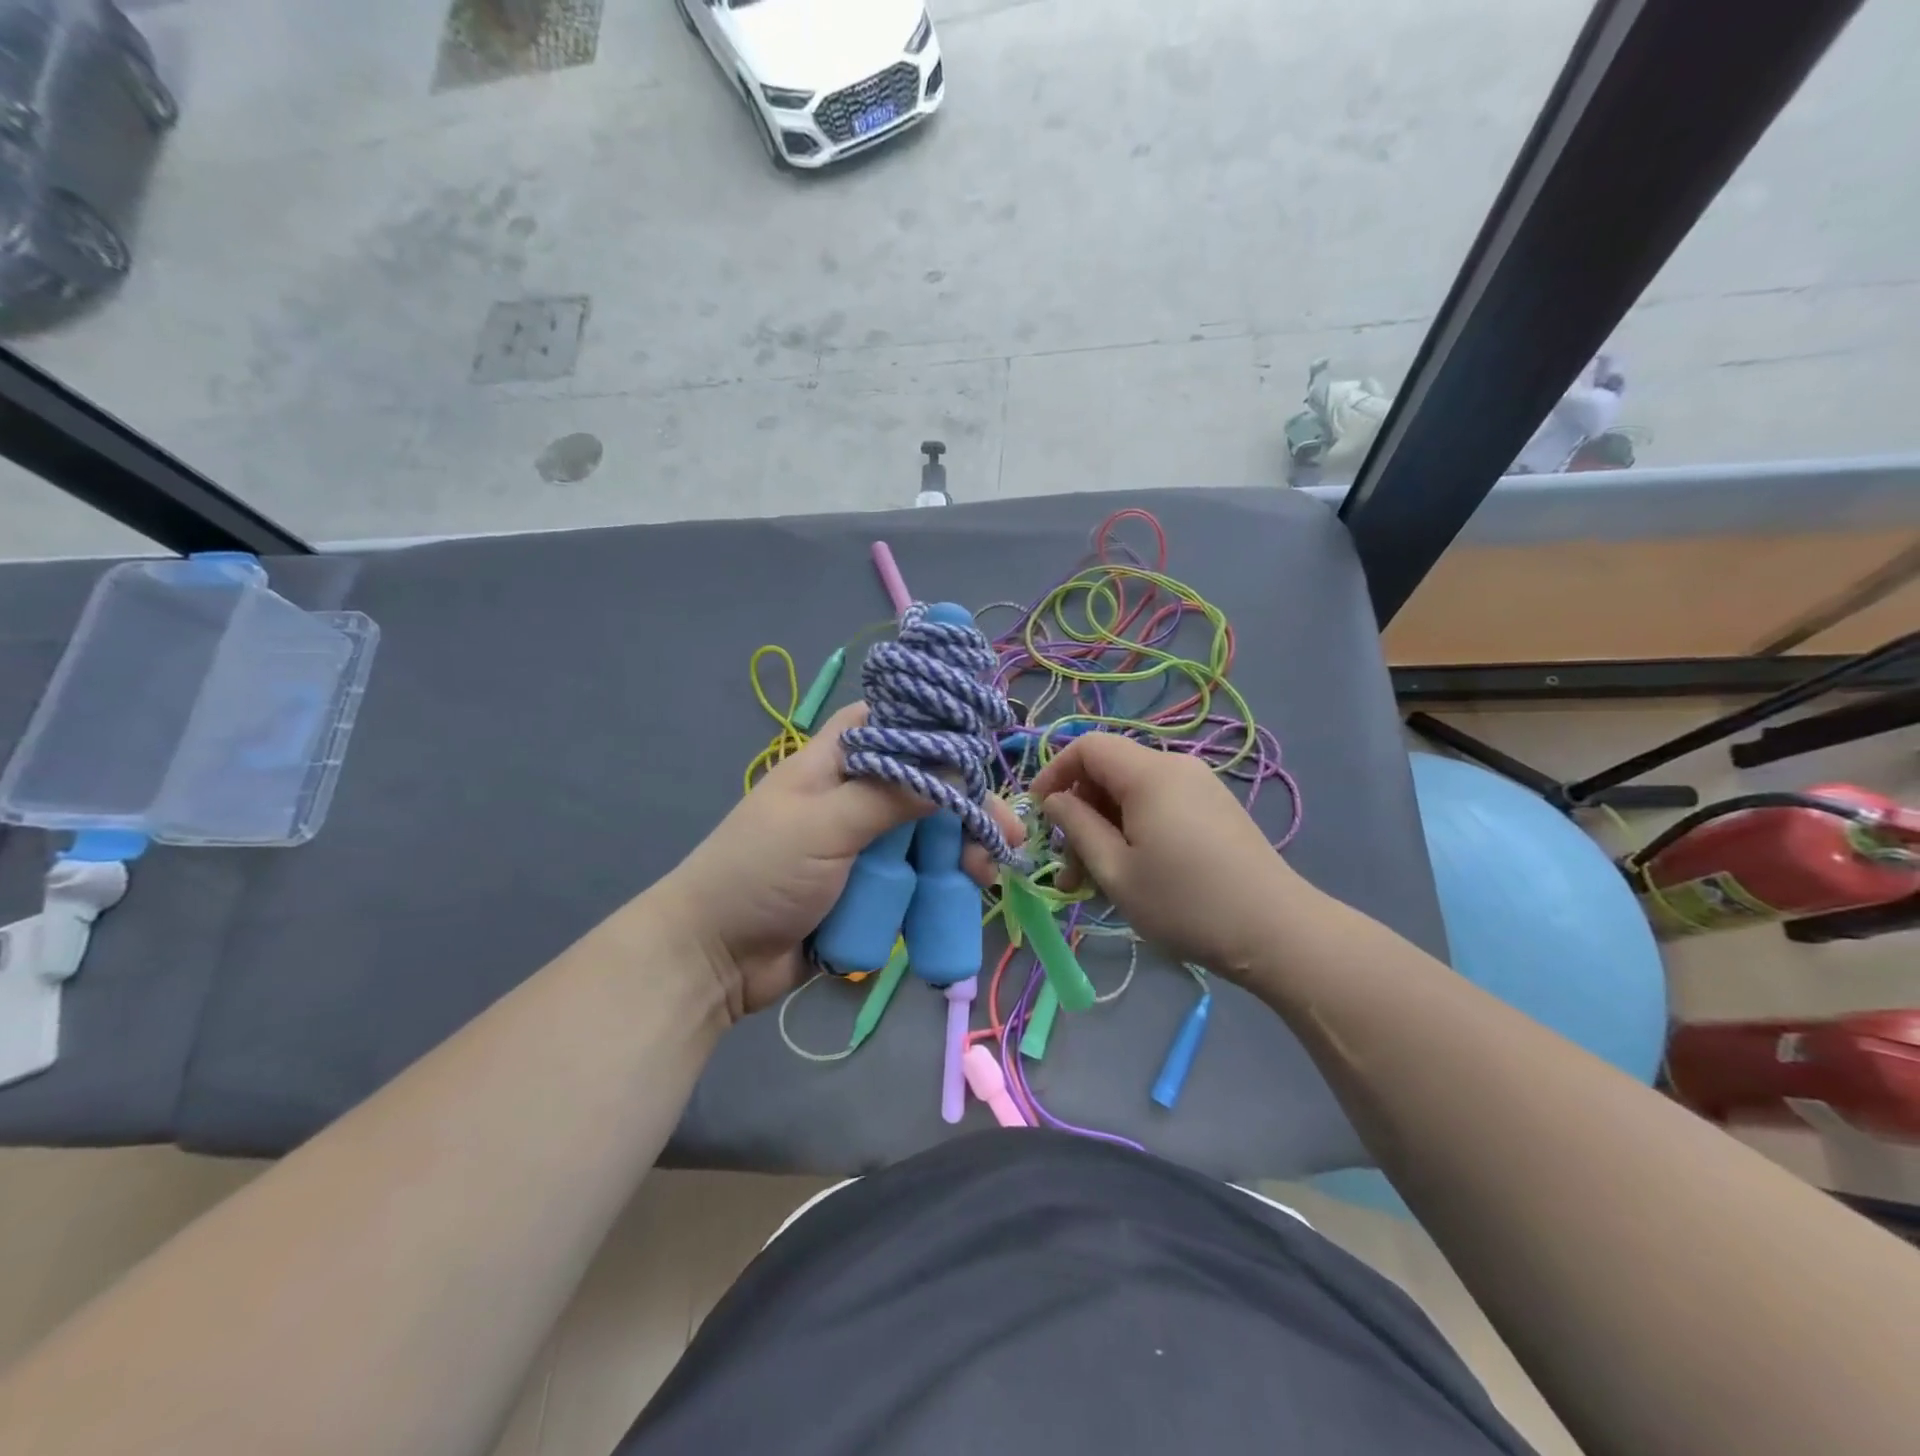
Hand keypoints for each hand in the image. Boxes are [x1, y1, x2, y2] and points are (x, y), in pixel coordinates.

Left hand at [658, 704, 1016, 1018]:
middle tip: (1003, 833)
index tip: (981, 747)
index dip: (935, 728)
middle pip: (923, 786)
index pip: (891, 723)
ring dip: (959, 850)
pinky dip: (941, 883)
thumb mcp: (826, 824)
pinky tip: (967, 894)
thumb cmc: (760, 874)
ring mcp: (862, 845)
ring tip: (986, 875)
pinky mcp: (869, 888)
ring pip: (926, 835)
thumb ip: (892, 793)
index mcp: (835, 762)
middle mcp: (852, 796)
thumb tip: (956, 757)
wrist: (714, 960)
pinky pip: (915, 877)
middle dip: (964, 806)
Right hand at [1030, 733, 1312, 978]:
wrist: (1277, 932)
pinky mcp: (1215, 810)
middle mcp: (1176, 767)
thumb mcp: (1116, 870)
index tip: (1038, 815)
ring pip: (1133, 794)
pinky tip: (1133, 875)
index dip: (1054, 773)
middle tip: (1068, 870)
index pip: (1087, 746)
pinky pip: (1159, 806)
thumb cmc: (1186, 903)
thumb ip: (1077, 827)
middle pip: (1109, 772)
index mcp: (1149, 773)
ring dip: (1105, 830)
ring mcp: (1200, 787)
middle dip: (1079, 814)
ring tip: (1094, 884)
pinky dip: (1134, 831)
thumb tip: (1054, 801)